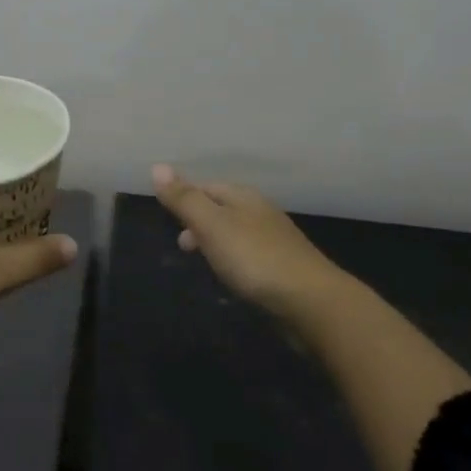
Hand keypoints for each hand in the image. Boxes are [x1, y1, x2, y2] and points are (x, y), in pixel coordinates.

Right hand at [151, 165, 340, 317]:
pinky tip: (233, 277)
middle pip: (222, 208)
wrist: (313, 304)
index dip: (185, 198)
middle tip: (182, 246)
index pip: (206, 186)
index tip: (167, 218)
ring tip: (203, 262)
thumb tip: (157, 166)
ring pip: (236, 232)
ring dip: (216, 242)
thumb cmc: (255, 258)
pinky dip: (234, 260)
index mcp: (243, 197)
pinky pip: (250, 255)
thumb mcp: (211, 225)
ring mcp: (276, 241)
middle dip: (199, 222)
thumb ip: (184, 199)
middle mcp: (261, 212)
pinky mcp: (285, 268)